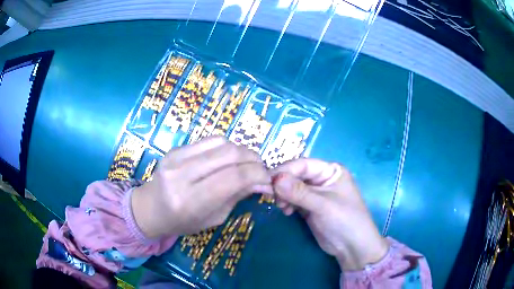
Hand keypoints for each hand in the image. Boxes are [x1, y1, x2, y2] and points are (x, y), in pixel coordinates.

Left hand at [131, 136, 272, 238]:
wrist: (150, 208)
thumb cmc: (182, 222)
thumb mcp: (214, 218)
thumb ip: (238, 196)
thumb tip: (263, 181)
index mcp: (191, 201)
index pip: (234, 178)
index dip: (258, 174)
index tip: (268, 180)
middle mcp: (181, 175)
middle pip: (230, 154)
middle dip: (253, 159)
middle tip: (260, 170)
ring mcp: (175, 157)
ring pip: (222, 141)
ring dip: (241, 151)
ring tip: (245, 164)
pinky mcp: (175, 148)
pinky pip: (210, 139)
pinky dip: (226, 147)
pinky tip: (227, 158)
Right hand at [272, 158, 387, 270]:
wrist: (351, 247)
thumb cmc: (344, 220)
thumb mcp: (323, 205)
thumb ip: (299, 192)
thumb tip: (274, 179)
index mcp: (330, 170)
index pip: (303, 165)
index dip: (285, 171)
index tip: (268, 181)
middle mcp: (322, 178)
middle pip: (296, 175)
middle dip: (283, 185)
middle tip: (271, 196)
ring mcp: (315, 193)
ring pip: (292, 188)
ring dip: (283, 196)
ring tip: (282, 207)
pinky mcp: (309, 207)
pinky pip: (293, 200)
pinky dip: (287, 203)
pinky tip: (286, 211)